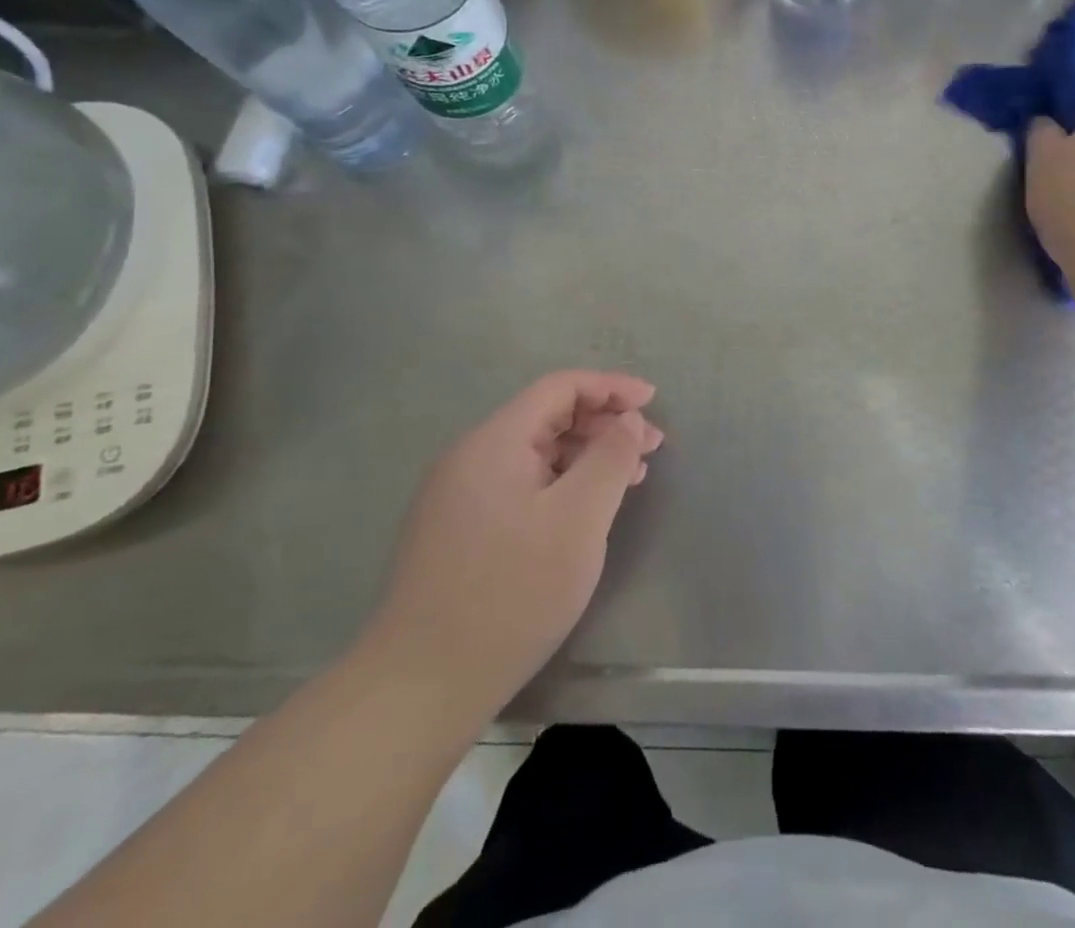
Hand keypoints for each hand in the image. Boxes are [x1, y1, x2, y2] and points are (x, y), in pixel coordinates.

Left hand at [360, 371, 662, 718]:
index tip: (653, 401)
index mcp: (493, 441)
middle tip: (652, 448)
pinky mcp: (458, 530)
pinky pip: (520, 485)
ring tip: (630, 478)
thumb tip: (628, 419)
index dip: (610, 386)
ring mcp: (459, 495)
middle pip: (547, 417)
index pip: (559, 387)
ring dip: (586, 456)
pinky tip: (585, 511)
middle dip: (604, 423)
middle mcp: (471, 457)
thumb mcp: (578, 520)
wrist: (420, 688)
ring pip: (535, 453)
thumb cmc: (511, 593)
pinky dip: (561, 484)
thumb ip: (610, 458)